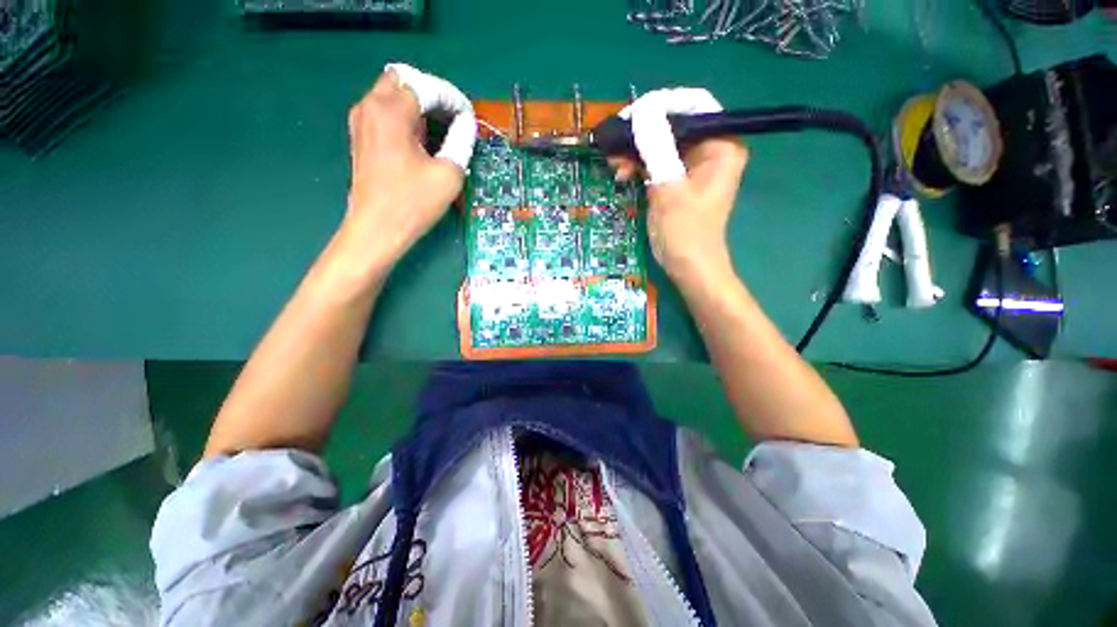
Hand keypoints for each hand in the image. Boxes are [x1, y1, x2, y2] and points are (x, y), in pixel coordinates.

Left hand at [341, 63, 475, 270]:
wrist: (377, 229)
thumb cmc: (413, 202)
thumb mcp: (448, 173)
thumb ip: (461, 141)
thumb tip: (467, 124)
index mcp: (391, 110)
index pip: (427, 86)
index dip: (452, 99)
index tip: (469, 117)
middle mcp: (371, 106)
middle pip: (404, 80)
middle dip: (432, 94)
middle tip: (453, 118)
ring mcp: (362, 121)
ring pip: (392, 93)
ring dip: (418, 105)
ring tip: (441, 129)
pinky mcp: (361, 136)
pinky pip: (384, 111)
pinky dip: (405, 116)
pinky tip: (420, 139)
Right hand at [609, 89, 747, 282]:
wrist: (688, 267)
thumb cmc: (685, 232)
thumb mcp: (668, 188)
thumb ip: (656, 147)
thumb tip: (642, 109)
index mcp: (721, 145)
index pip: (695, 105)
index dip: (661, 105)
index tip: (631, 117)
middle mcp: (711, 149)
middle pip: (675, 124)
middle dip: (643, 133)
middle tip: (615, 144)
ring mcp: (694, 166)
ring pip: (662, 144)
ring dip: (637, 152)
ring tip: (614, 164)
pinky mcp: (679, 181)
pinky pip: (658, 162)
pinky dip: (640, 166)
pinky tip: (623, 174)